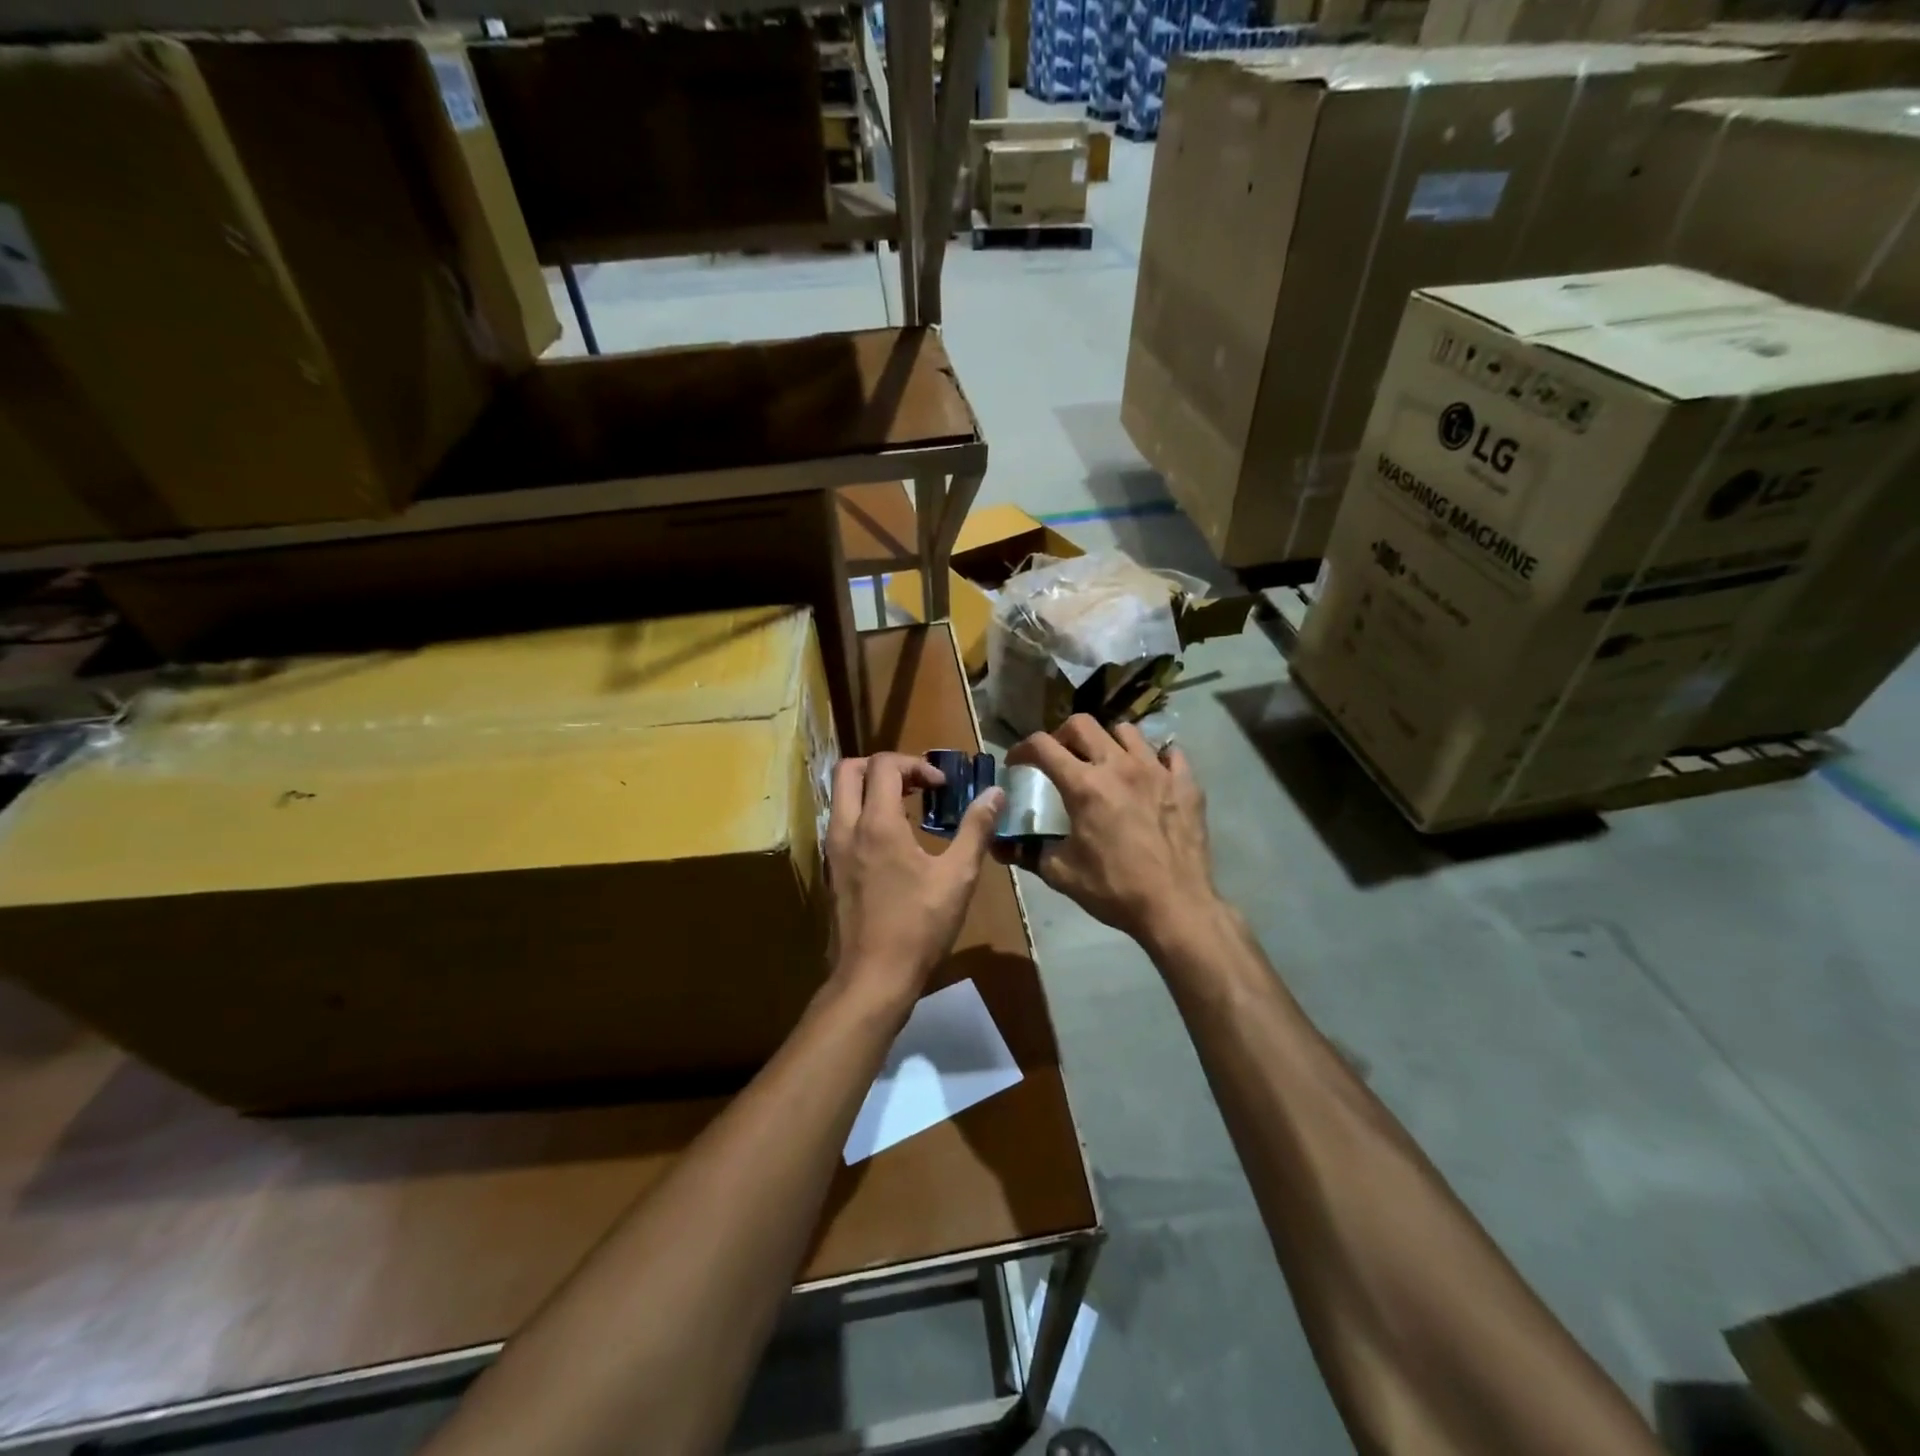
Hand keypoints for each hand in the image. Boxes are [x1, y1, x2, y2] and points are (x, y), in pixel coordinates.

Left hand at [825, 752, 1003, 1012]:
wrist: (874, 976)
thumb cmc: (919, 926)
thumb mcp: (957, 876)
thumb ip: (976, 828)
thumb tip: (995, 793)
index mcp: (877, 823)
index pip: (884, 765)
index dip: (916, 764)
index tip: (942, 787)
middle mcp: (846, 828)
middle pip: (850, 769)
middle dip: (885, 766)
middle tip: (917, 784)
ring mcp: (833, 849)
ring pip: (841, 795)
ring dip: (872, 788)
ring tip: (908, 807)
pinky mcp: (832, 868)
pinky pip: (841, 821)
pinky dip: (863, 812)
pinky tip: (894, 839)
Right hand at [1005, 716, 1220, 950]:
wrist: (1175, 907)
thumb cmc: (1114, 889)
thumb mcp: (1061, 874)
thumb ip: (1027, 853)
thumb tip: (999, 847)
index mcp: (1084, 785)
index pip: (1043, 746)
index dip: (1022, 749)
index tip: (1017, 762)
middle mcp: (1119, 766)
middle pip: (1082, 724)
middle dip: (1062, 735)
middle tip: (1060, 758)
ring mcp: (1156, 770)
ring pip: (1126, 731)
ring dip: (1107, 742)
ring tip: (1105, 763)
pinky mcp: (1185, 783)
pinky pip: (1170, 753)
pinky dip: (1155, 758)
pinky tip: (1149, 776)